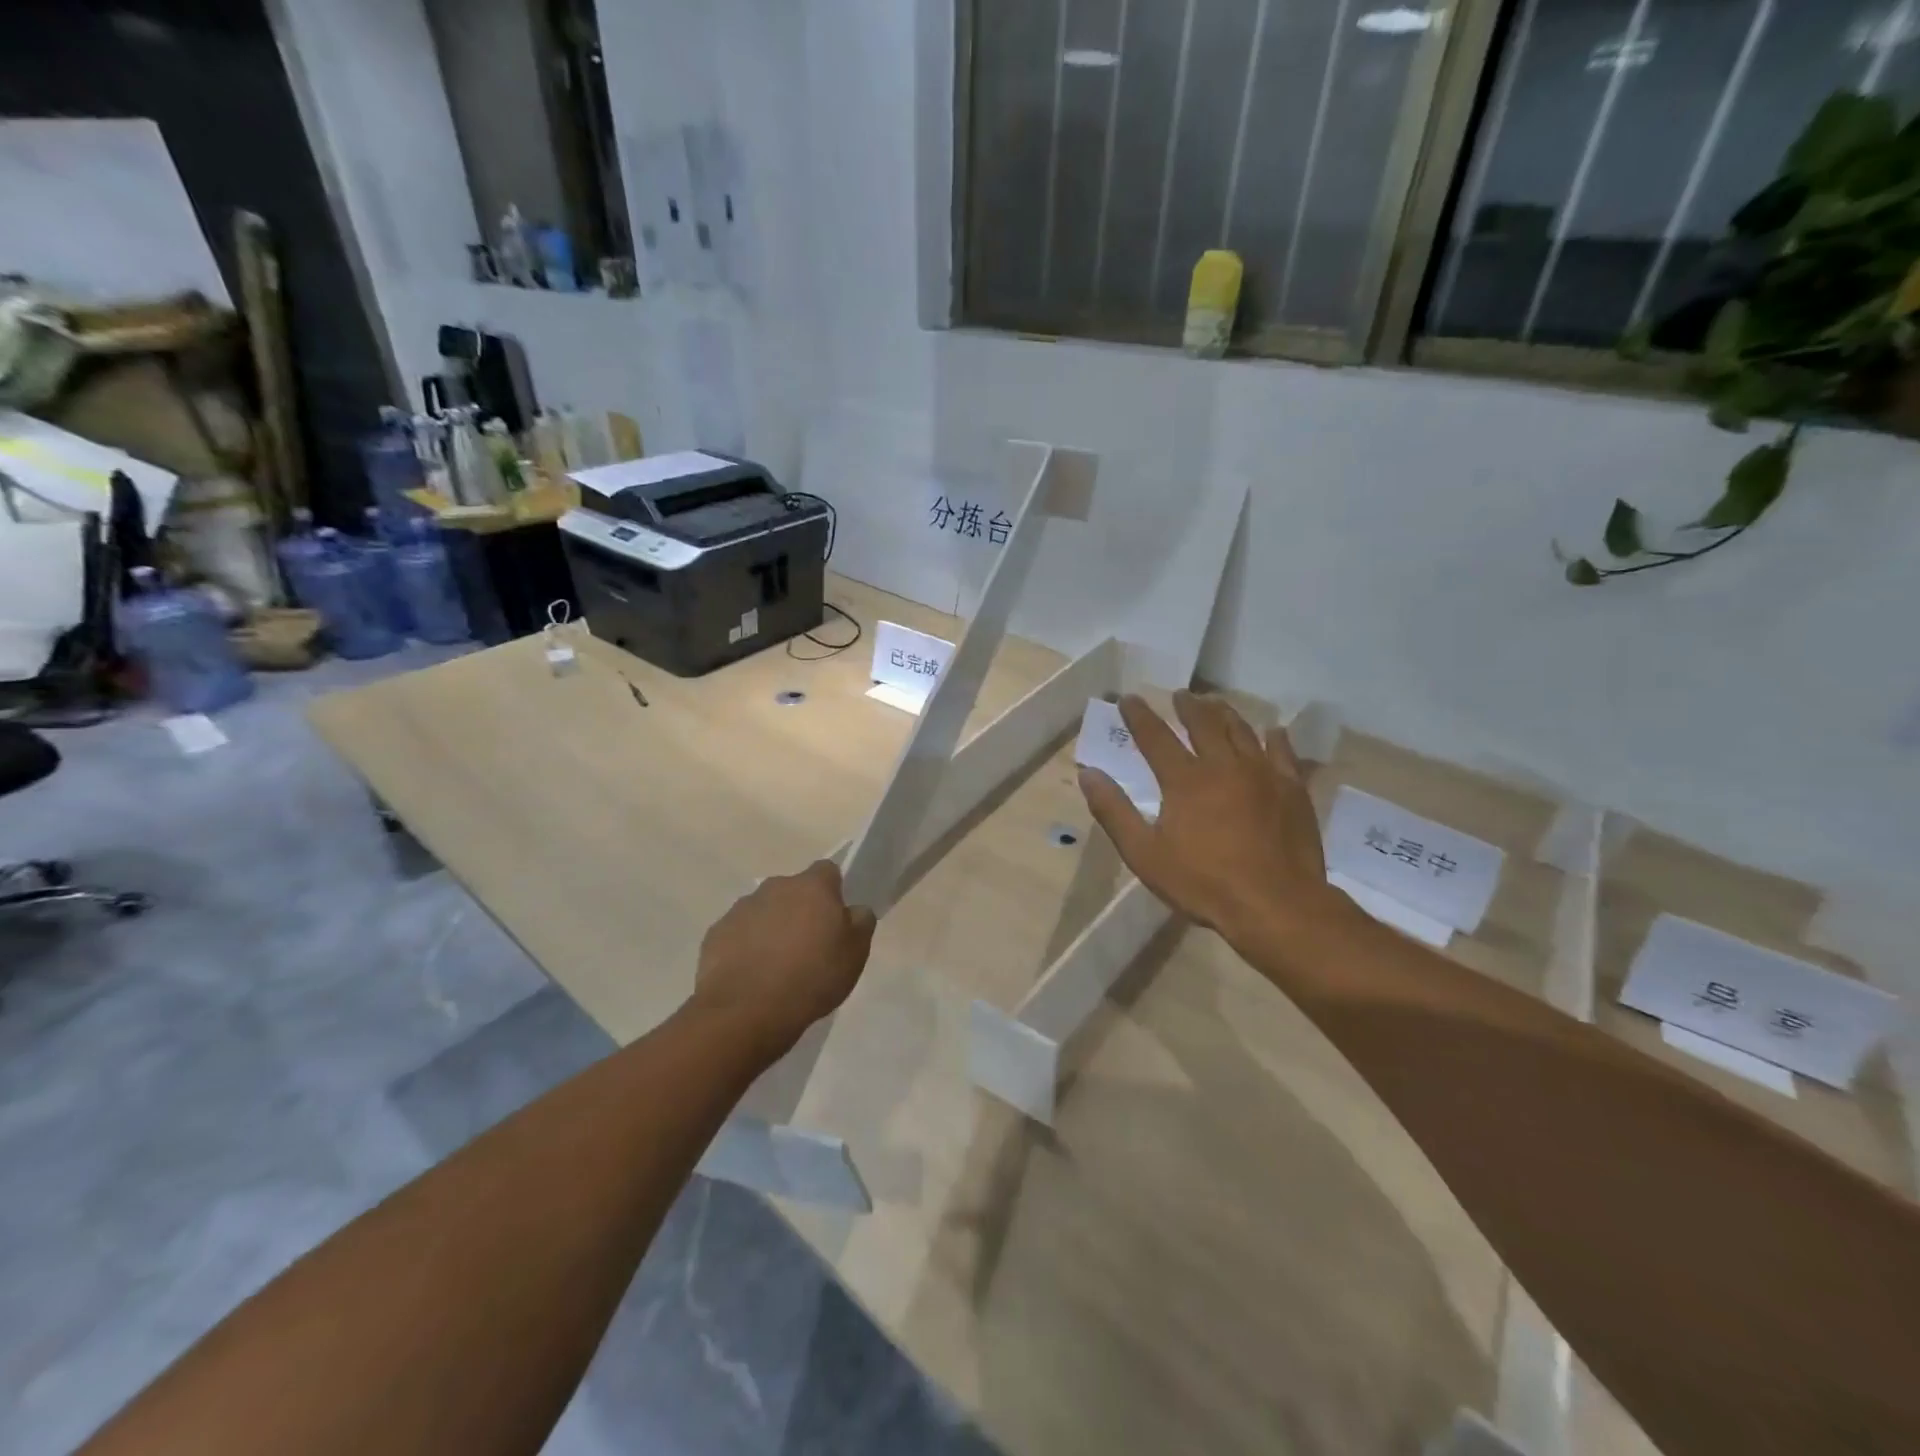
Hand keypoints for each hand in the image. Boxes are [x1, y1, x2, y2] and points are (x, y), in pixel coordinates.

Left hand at [693, 860, 876, 1060]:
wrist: (747, 1010)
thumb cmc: (812, 977)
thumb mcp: (855, 953)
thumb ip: (861, 922)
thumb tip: (854, 909)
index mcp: (812, 887)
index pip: (827, 871)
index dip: (833, 892)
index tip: (835, 918)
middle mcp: (775, 887)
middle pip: (793, 891)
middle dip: (800, 910)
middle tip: (808, 946)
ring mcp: (741, 909)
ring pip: (764, 911)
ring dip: (772, 928)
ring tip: (777, 966)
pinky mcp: (716, 933)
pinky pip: (738, 933)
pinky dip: (746, 947)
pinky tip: (752, 976)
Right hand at [1078, 693, 1344, 951]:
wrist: (1276, 905)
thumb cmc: (1203, 883)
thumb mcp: (1144, 854)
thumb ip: (1114, 811)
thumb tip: (1088, 774)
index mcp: (1184, 780)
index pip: (1155, 737)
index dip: (1139, 716)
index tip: (1129, 699)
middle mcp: (1223, 765)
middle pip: (1204, 724)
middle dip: (1188, 706)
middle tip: (1181, 694)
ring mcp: (1263, 774)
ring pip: (1242, 731)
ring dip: (1225, 713)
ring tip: (1216, 703)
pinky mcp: (1293, 789)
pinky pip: (1283, 753)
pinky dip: (1275, 738)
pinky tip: (1272, 732)